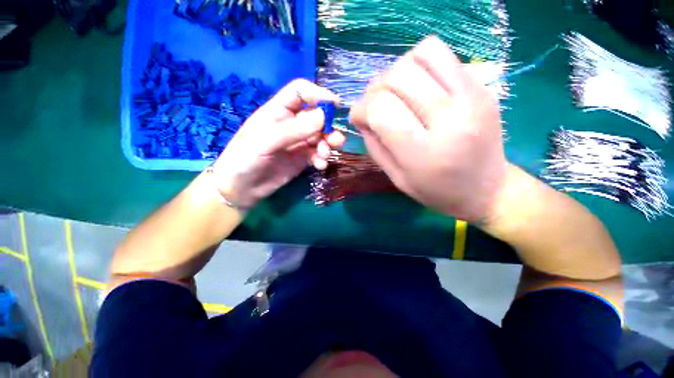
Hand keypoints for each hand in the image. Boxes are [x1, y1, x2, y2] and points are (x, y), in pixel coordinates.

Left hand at [212, 79, 344, 209]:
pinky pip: (318, 153)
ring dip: (328, 144)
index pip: (300, 92)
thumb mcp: (265, 142)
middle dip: (329, 127)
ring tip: (324, 155)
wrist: (241, 189)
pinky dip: (322, 158)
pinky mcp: (303, 158)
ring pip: (321, 136)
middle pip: (317, 116)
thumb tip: (323, 116)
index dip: (318, 94)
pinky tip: (319, 166)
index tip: (335, 105)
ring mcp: (298, 142)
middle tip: (336, 140)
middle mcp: (291, 124)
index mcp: (278, 111)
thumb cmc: (244, 159)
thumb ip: (293, 130)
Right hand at [349, 36, 506, 223]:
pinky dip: (419, 64)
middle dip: (375, 89)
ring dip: (397, 71)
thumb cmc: (437, 191)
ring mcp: (472, 97)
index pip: (381, 109)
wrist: (488, 189)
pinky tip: (417, 86)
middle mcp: (450, 120)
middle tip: (375, 105)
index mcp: (424, 153)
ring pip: (421, 54)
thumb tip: (361, 116)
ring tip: (396, 93)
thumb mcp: (397, 178)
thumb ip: (375, 146)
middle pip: (398, 76)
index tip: (358, 118)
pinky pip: (442, 54)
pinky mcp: (482, 86)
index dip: (361, 109)